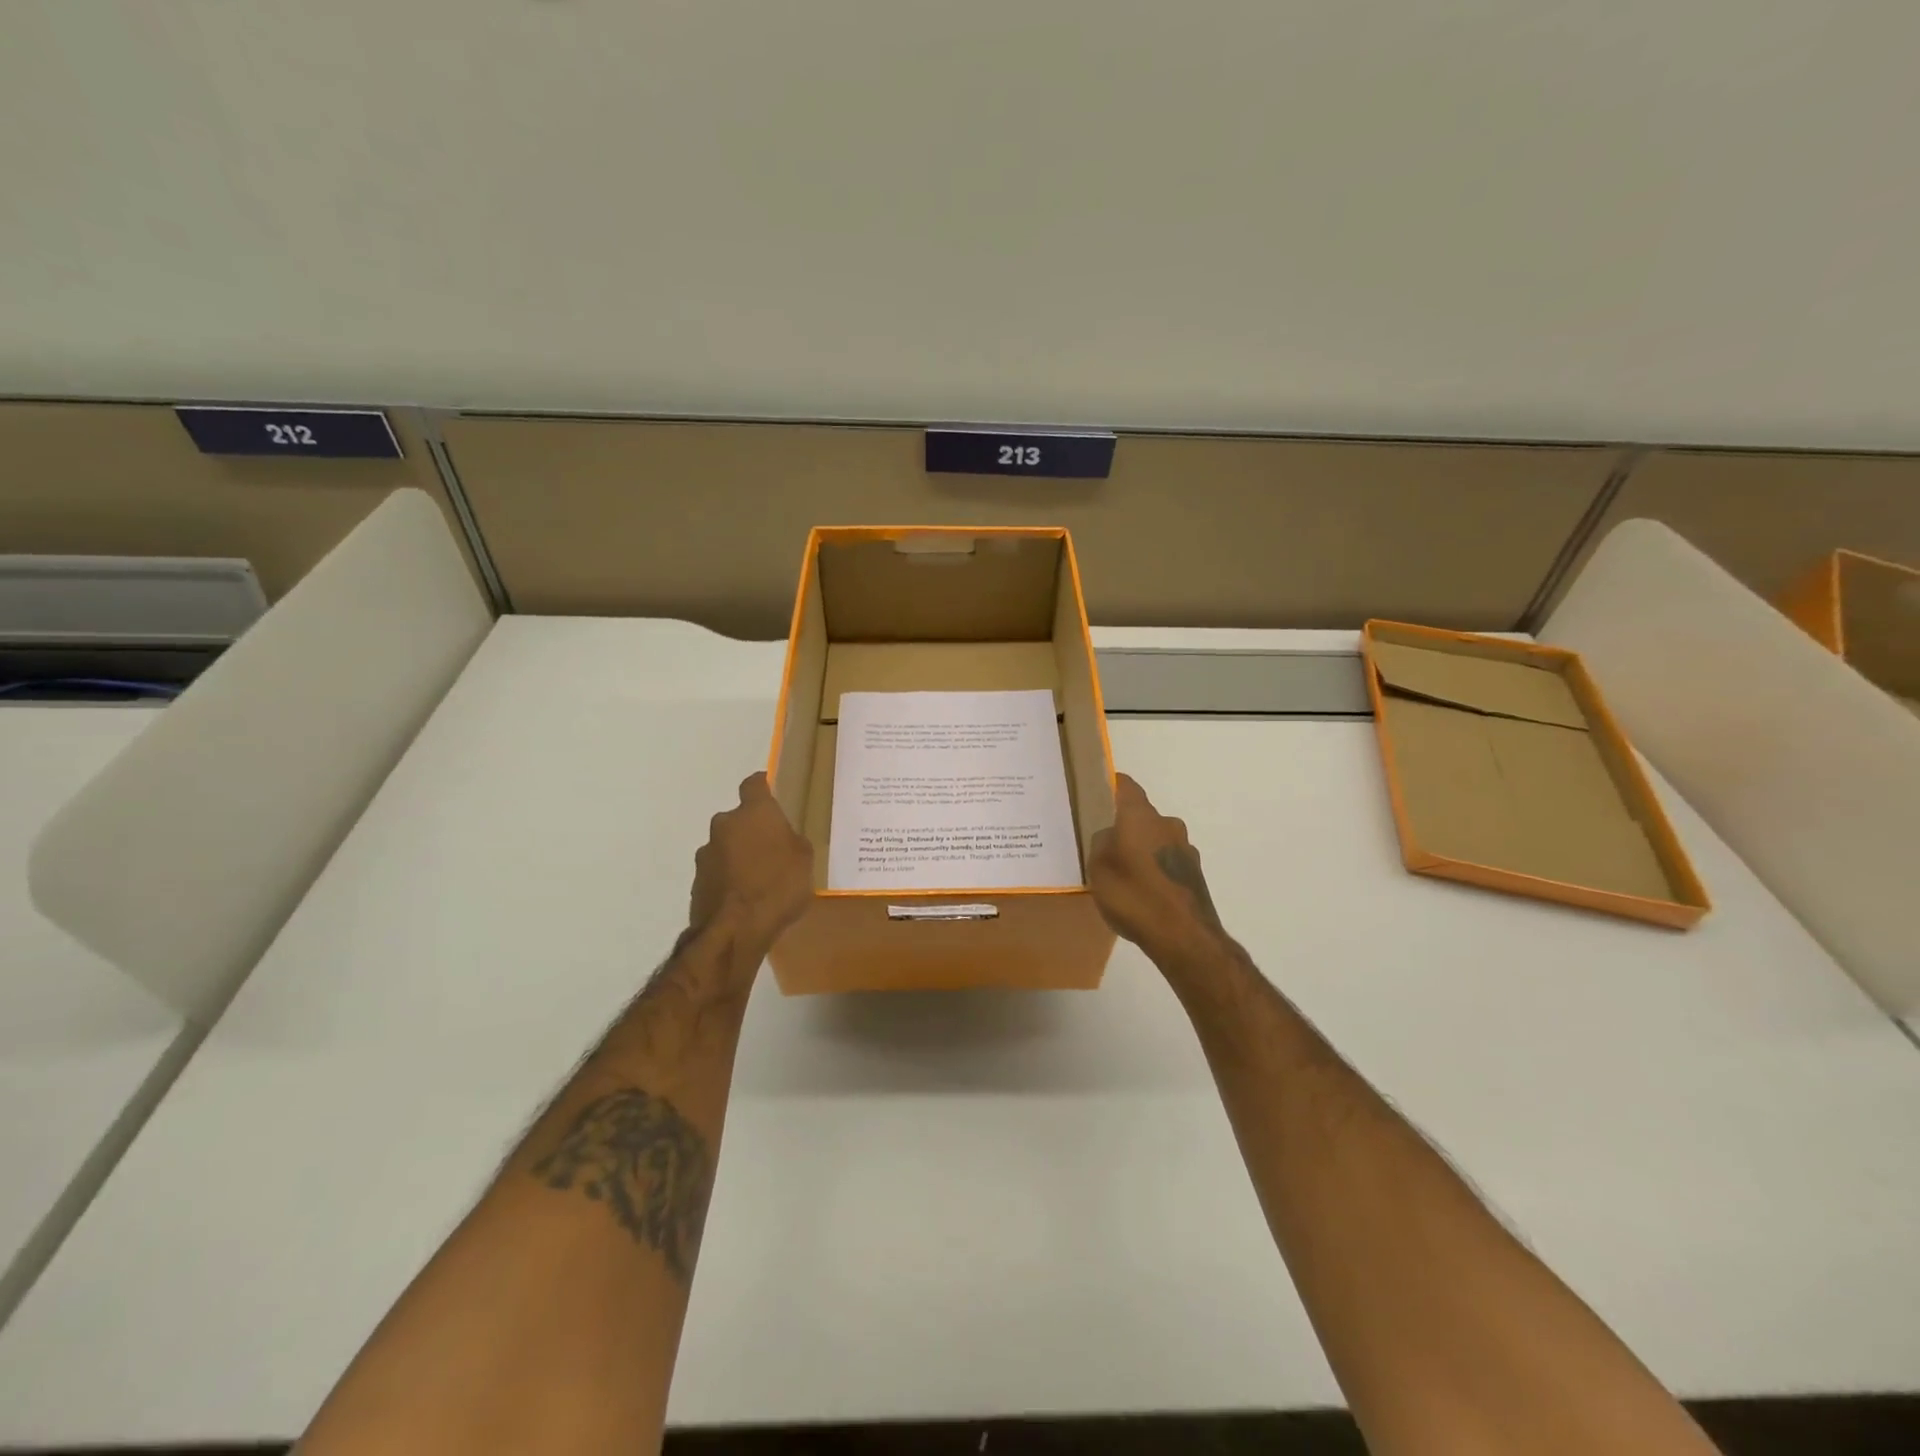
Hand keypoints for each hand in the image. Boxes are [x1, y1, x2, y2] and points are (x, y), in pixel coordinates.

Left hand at [688, 773, 814, 961]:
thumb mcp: (804, 861)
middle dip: (751, 829)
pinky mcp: (697, 880)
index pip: (754, 784)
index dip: (762, 786)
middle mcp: (725, 824)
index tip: (771, 791)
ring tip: (757, 879)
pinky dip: (728, 878)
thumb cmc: (777, 886)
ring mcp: (706, 853)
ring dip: (737, 854)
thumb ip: (793, 842)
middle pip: (738, 818)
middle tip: (771, 848)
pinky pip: (717, 871)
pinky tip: (743, 897)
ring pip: (726, 845)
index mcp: (755, 813)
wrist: (734, 930)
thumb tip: (784, 839)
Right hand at [1088, 773, 1229, 964]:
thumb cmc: (1134, 895)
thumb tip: (1109, 837)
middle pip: (1141, 815)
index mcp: (1141, 816)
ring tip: (1121, 873)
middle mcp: (1167, 824)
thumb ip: (1101, 844)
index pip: (1125, 786)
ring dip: (1140, 849)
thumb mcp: (1098, 868)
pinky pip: (1166, 862)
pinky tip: (1141, 892)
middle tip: (1103, 843)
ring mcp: (1185, 849)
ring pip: (1155, 839)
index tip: (1095, 792)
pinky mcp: (1194, 874)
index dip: (1110, 785)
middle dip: (1123, 826)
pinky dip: (1154, 870)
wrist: (1184, 936)